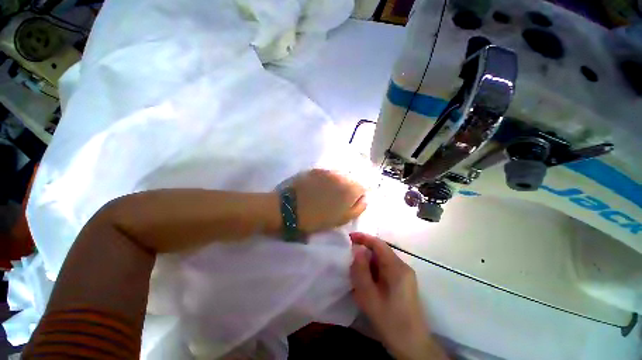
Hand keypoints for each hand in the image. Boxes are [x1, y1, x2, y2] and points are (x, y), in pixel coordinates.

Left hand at [289, 169, 365, 232]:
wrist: (287, 208)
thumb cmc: (315, 219)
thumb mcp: (340, 219)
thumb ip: (357, 208)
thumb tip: (364, 198)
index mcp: (349, 189)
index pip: (363, 187)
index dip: (358, 195)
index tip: (351, 202)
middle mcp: (340, 177)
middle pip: (351, 180)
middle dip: (348, 188)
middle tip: (338, 200)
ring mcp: (327, 171)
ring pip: (339, 176)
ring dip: (337, 183)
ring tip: (327, 193)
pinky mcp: (315, 170)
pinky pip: (327, 173)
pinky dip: (326, 179)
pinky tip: (318, 187)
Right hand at [350, 232, 446, 359]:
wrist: (412, 345)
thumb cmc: (389, 321)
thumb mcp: (368, 295)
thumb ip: (361, 269)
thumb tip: (357, 249)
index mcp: (396, 267)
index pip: (378, 243)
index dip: (363, 237)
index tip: (349, 237)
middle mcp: (403, 266)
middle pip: (381, 250)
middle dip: (364, 252)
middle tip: (350, 260)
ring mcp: (405, 274)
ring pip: (382, 259)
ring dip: (368, 262)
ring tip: (357, 273)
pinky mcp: (404, 281)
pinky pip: (386, 268)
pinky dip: (374, 270)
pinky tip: (368, 282)